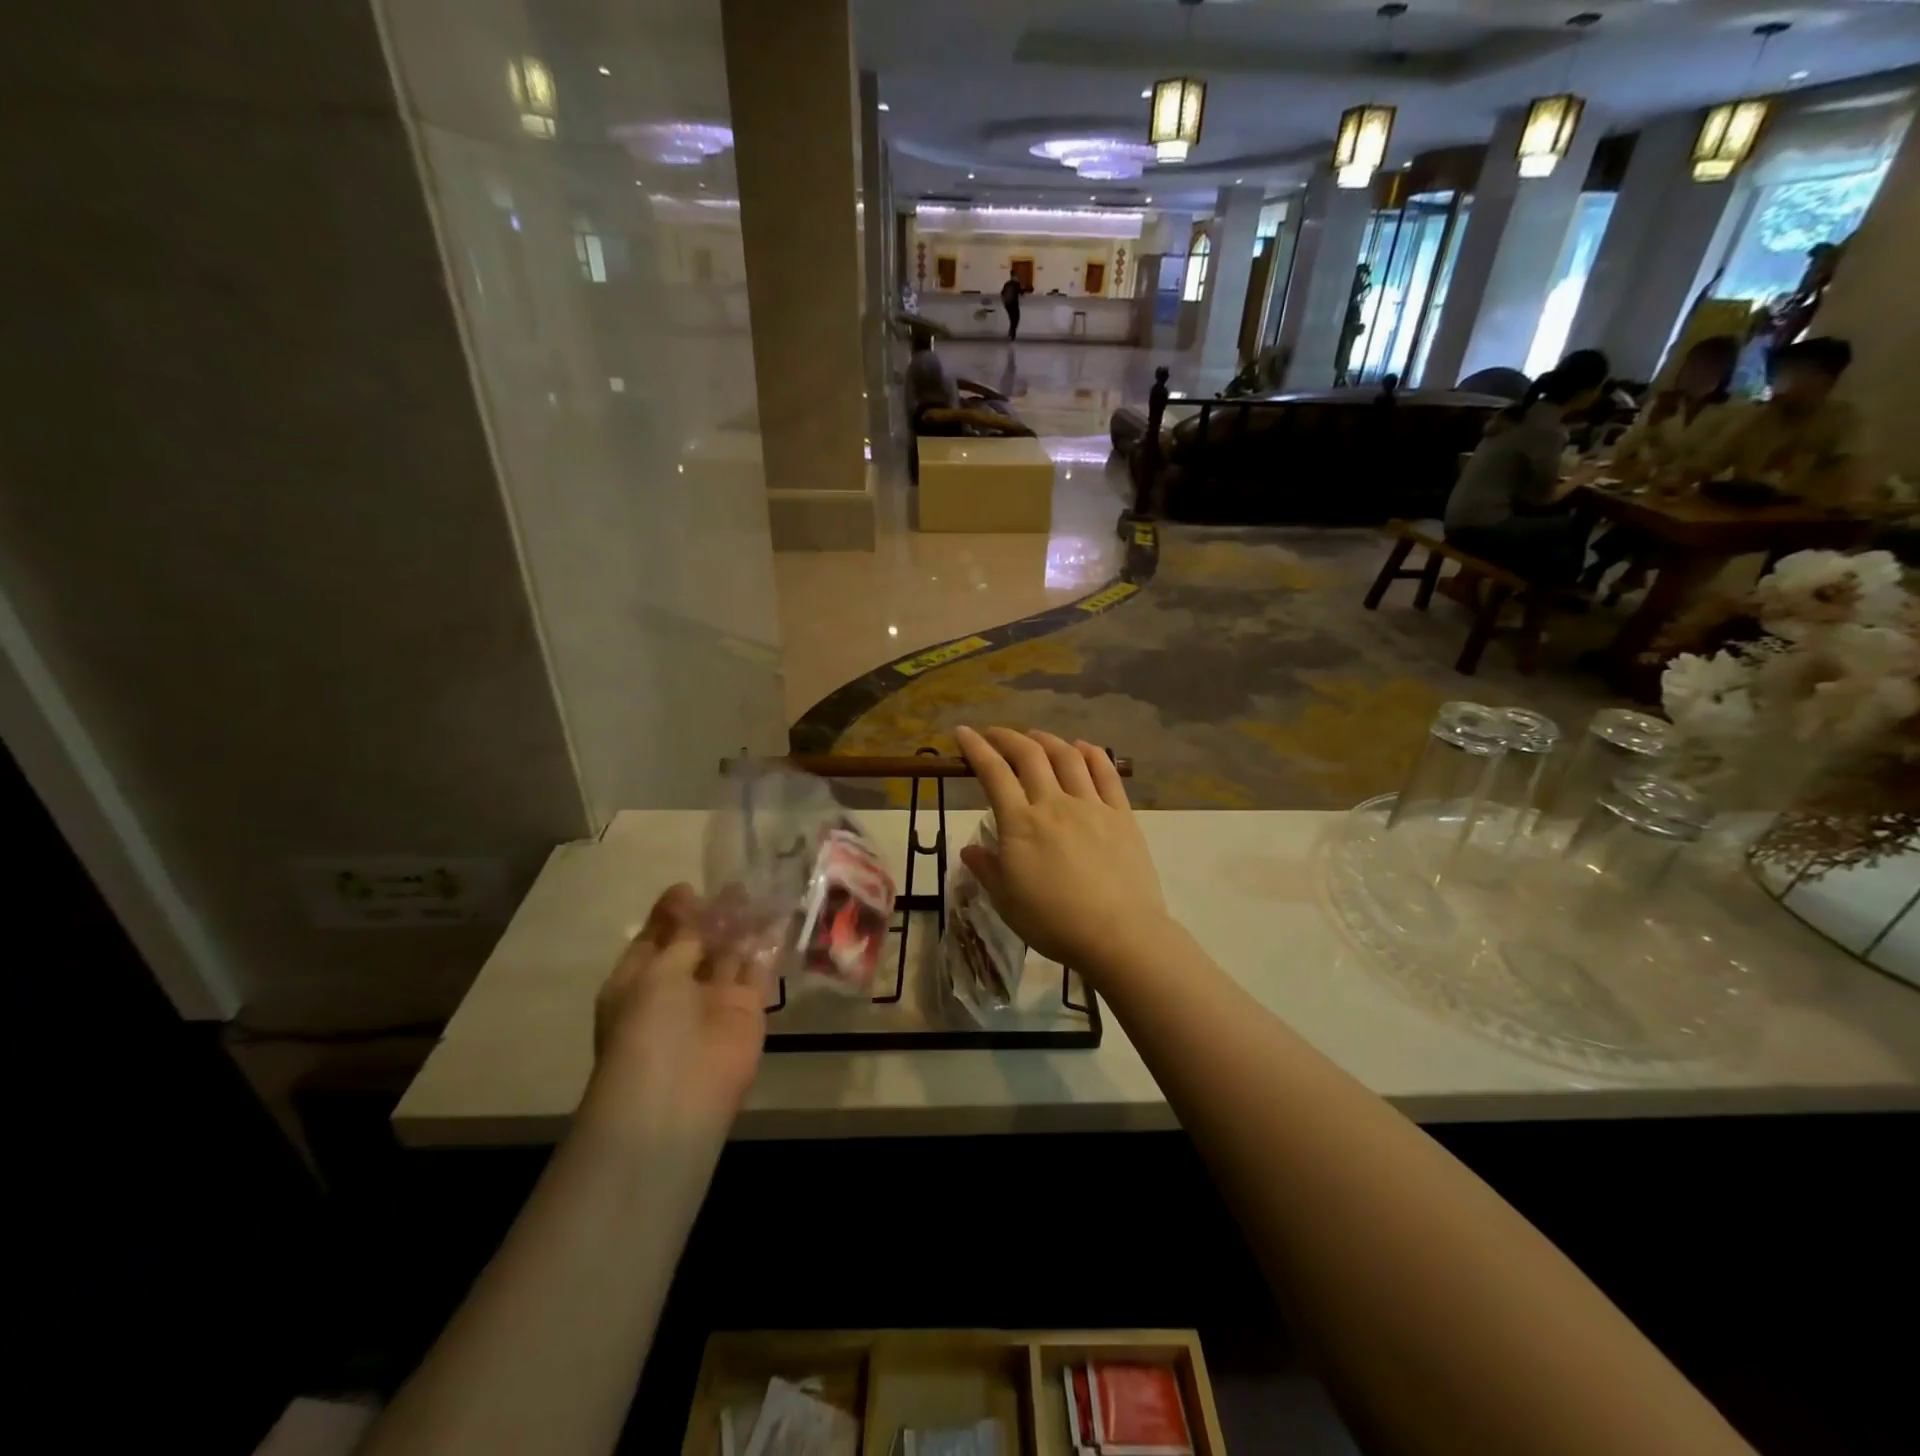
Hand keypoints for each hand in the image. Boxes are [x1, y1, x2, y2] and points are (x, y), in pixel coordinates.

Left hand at [586, 884, 765, 1137]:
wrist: (678, 1095)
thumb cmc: (648, 1027)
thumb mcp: (655, 972)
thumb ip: (682, 936)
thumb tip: (689, 898)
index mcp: (639, 981)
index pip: (656, 939)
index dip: (672, 913)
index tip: (690, 887)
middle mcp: (675, 988)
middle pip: (696, 944)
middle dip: (712, 916)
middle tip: (734, 885)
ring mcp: (713, 999)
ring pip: (730, 954)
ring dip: (741, 926)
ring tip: (759, 891)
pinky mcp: (748, 1009)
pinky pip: (758, 970)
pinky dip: (767, 945)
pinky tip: (778, 915)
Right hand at [955, 726, 1169, 974]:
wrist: (1118, 934)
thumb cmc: (1054, 922)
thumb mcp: (1007, 902)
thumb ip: (987, 870)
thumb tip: (970, 849)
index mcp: (1020, 824)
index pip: (993, 773)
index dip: (976, 749)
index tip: (963, 733)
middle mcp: (1053, 803)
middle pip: (1029, 755)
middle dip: (1007, 737)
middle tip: (995, 734)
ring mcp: (1091, 805)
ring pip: (1066, 757)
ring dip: (1047, 740)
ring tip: (1035, 736)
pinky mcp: (1121, 814)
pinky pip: (1106, 773)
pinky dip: (1091, 753)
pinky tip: (1082, 747)